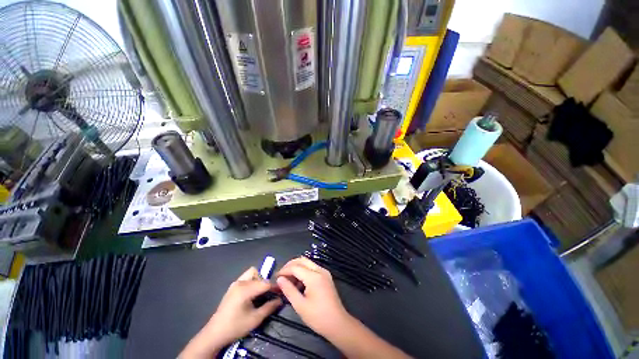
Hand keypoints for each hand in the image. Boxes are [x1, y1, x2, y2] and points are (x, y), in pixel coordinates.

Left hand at [180, 267, 281, 357]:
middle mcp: (240, 282)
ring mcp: (235, 283)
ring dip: (259, 280)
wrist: (214, 334)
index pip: (265, 282)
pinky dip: (252, 282)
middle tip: (269, 293)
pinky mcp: (232, 287)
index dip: (275, 286)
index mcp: (245, 289)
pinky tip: (252, 294)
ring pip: (252, 273)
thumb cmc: (235, 327)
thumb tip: (280, 300)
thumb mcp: (255, 319)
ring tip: (260, 293)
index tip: (281, 291)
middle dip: (266, 282)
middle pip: (259, 274)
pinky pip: (246, 278)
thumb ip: (269, 307)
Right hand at [276, 257, 350, 337]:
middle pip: (302, 260)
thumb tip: (279, 279)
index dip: (284, 270)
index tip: (275, 277)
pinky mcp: (326, 277)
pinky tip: (298, 283)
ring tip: (288, 280)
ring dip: (297, 268)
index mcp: (314, 276)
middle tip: (281, 275)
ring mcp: (324, 272)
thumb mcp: (300, 305)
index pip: (295, 267)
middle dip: (290, 265)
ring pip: (307, 263)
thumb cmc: (318, 317)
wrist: (338, 324)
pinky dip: (303, 272)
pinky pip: (312, 268)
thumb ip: (289, 290)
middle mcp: (320, 270)